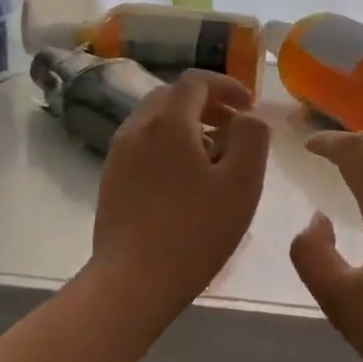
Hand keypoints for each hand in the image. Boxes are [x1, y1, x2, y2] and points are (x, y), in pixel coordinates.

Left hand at [91, 70, 270, 315]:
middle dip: (206, 103)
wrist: (132, 280)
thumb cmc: (195, 231)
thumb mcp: (242, 183)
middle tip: (234, 127)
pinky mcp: (110, 178)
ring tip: (213, 155)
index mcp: (168, 122)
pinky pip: (143, 144)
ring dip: (187, 124)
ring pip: (155, 120)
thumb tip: (248, 117)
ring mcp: (118, 153)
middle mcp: (137, 127)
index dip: (226, 86)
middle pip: (172, 96)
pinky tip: (185, 179)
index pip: (196, 81)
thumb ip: (252, 138)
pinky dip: (168, 145)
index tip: (249, 106)